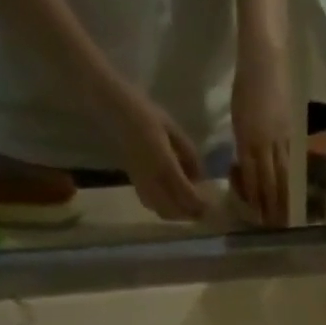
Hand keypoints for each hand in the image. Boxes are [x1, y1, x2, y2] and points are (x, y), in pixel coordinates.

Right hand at [99, 87, 205, 220]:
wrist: (114, 110)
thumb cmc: (145, 112)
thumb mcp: (172, 127)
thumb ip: (188, 152)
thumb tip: (200, 176)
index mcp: (164, 163)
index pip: (186, 194)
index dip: (200, 203)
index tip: (211, 204)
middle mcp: (153, 179)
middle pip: (176, 210)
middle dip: (191, 213)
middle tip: (203, 210)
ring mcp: (142, 185)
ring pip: (164, 212)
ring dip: (179, 214)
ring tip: (189, 208)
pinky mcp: (135, 185)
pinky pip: (153, 207)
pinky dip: (166, 210)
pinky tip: (172, 202)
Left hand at [230, 41, 290, 225]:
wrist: (265, 57)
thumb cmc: (246, 84)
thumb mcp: (237, 118)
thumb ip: (242, 146)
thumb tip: (247, 169)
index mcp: (247, 139)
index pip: (252, 177)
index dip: (255, 199)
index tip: (259, 217)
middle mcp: (264, 143)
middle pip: (269, 181)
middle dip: (272, 205)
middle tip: (276, 226)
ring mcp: (280, 138)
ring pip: (283, 174)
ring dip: (285, 197)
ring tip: (288, 216)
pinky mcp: (292, 131)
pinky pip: (292, 161)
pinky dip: (293, 179)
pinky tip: (295, 191)